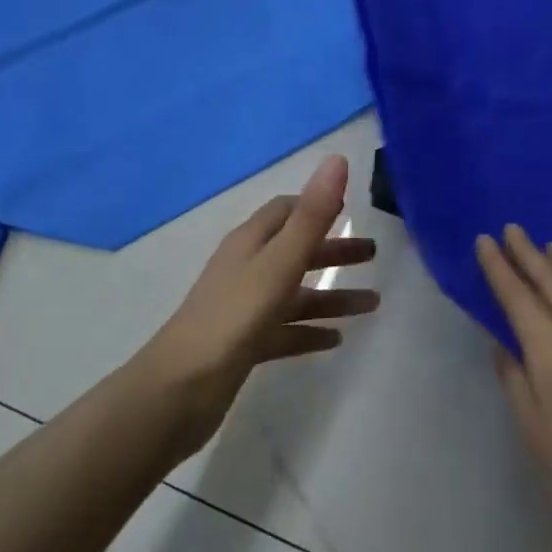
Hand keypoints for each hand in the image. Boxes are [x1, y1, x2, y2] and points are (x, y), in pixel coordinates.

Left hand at [141, 155, 378, 461]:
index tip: (352, 209)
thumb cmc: (233, 317)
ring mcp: (243, 309)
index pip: (286, 211)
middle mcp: (246, 269)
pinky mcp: (244, 345)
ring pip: (295, 294)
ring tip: (372, 305)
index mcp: (251, 243)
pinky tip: (336, 340)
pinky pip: (286, 330)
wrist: (178, 391)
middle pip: (296, 251)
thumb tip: (337, 160)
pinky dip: (310, 331)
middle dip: (334, 251)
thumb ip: (312, 216)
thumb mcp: (279, 263)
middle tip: (374, 255)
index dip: (317, 206)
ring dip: (332, 296)